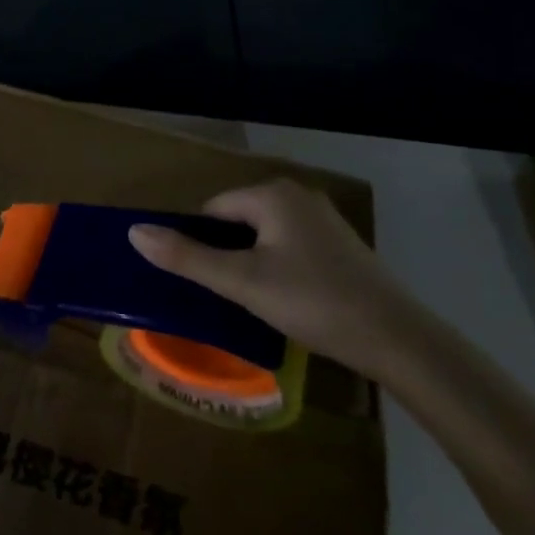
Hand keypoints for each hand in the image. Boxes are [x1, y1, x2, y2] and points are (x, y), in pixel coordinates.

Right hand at [128, 180, 414, 375]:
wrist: (399, 340)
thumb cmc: (313, 302)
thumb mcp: (242, 283)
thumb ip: (187, 258)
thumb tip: (135, 233)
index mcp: (272, 194)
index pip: (213, 209)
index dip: (199, 244)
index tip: (201, 282)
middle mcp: (298, 195)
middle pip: (238, 220)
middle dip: (226, 254)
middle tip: (225, 296)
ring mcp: (323, 220)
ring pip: (265, 236)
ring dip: (251, 263)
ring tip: (252, 302)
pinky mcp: (341, 246)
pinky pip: (290, 247)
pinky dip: (278, 268)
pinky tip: (286, 301)